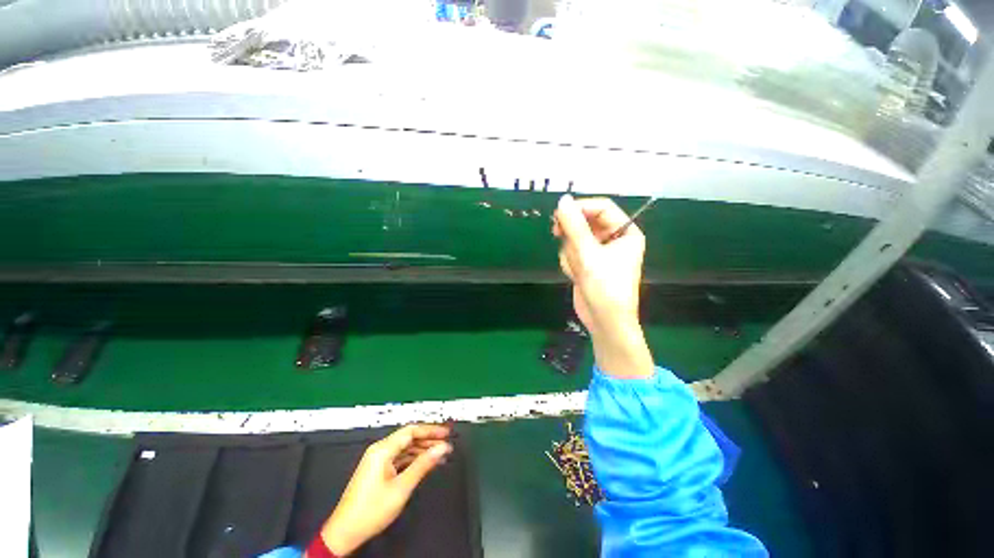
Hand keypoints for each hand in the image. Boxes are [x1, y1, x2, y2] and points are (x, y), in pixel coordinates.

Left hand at [315, 424, 452, 556]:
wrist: (345, 532)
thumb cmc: (371, 510)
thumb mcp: (401, 487)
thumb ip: (423, 465)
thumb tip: (441, 448)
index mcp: (382, 450)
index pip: (411, 431)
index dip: (431, 430)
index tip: (446, 433)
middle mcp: (379, 450)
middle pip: (409, 438)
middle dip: (429, 439)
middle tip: (446, 443)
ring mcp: (378, 460)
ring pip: (405, 448)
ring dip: (423, 450)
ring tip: (440, 454)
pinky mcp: (378, 469)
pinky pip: (400, 458)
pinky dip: (414, 459)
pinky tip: (426, 464)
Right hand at [553, 195, 653, 378]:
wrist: (604, 321)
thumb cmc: (605, 287)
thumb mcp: (589, 254)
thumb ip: (574, 226)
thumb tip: (562, 200)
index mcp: (626, 232)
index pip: (602, 208)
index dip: (581, 208)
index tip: (560, 214)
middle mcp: (613, 239)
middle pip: (586, 222)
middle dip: (573, 233)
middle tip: (557, 233)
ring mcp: (599, 252)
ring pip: (575, 238)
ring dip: (571, 252)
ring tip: (577, 268)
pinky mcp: (587, 264)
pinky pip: (572, 252)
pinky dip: (569, 262)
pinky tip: (574, 275)